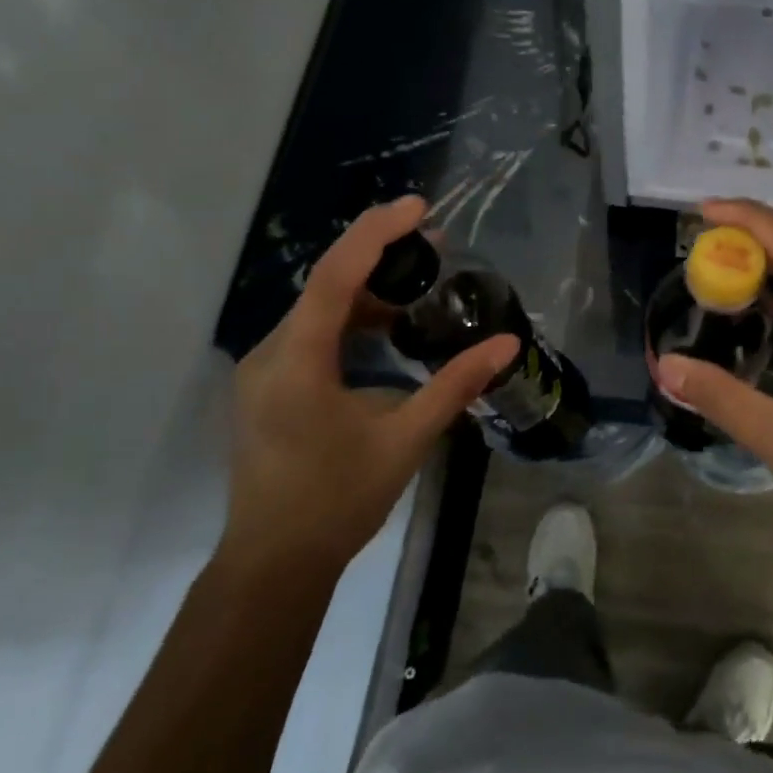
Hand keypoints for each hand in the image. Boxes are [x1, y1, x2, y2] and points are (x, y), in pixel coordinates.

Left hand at [223, 196, 518, 575]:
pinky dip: (352, 320)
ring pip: (318, 309)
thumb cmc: (338, 501)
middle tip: (436, 245)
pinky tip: (387, 330)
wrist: (274, 563)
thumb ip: (455, 385)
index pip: (335, 276)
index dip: (376, 234)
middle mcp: (271, 354)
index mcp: (298, 362)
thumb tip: (507, 343)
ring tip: (420, 285)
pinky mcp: (269, 386)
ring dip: (368, 290)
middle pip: (326, 284)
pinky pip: (312, 333)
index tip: (419, 208)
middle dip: (380, 256)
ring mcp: (264, 370)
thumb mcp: (406, 439)